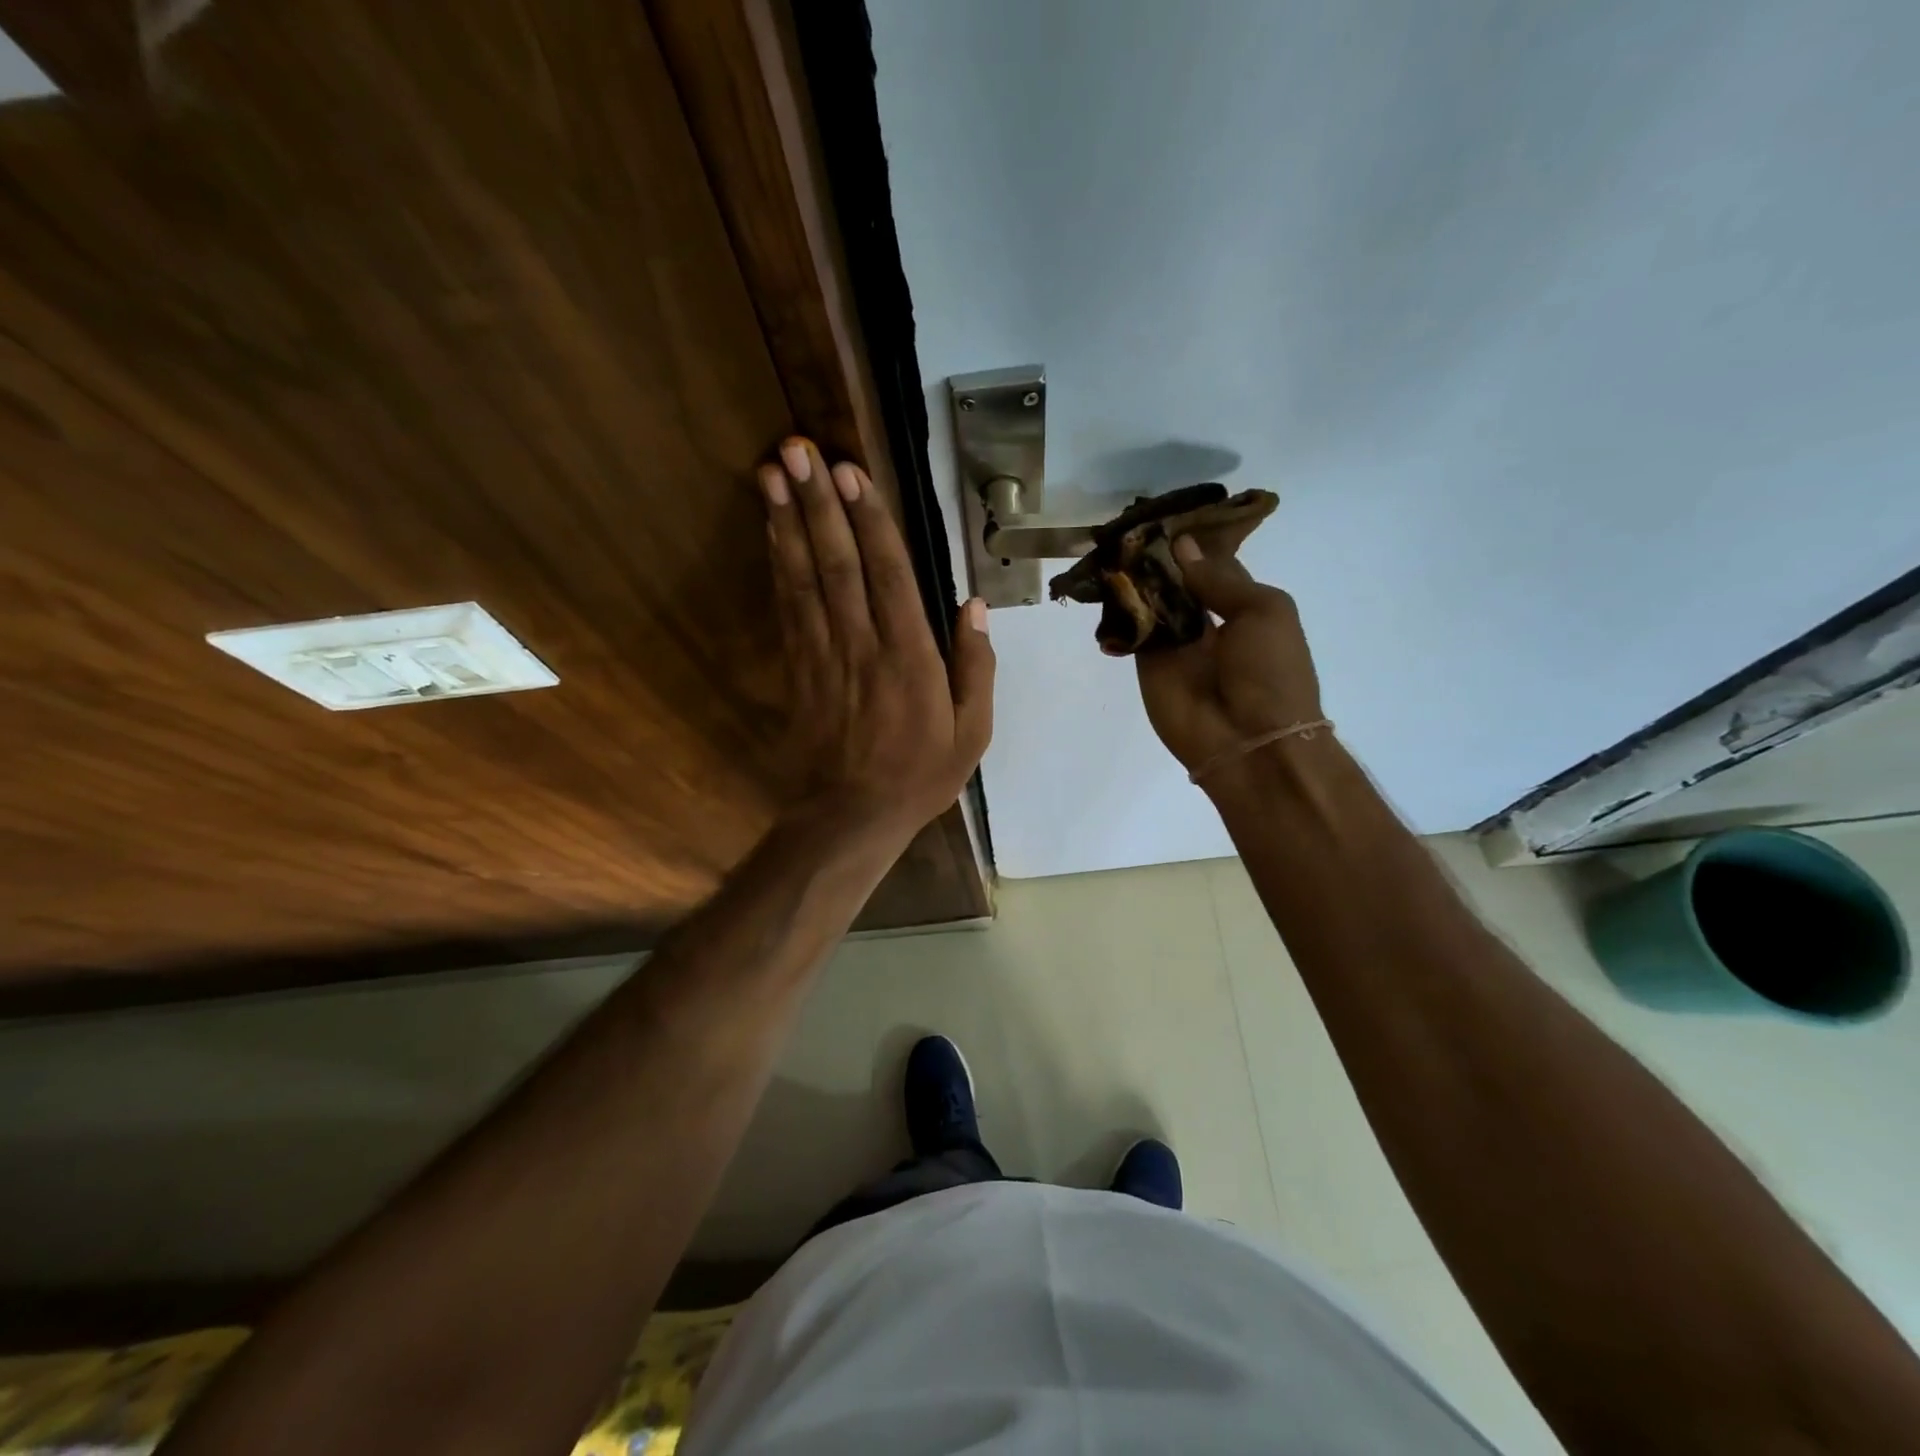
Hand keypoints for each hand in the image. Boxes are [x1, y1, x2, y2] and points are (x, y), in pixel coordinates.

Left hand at [759, 436, 994, 845]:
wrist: (850, 817)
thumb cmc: (919, 775)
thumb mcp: (972, 733)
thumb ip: (976, 668)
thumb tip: (975, 606)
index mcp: (910, 658)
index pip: (889, 575)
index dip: (869, 521)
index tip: (851, 472)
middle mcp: (862, 644)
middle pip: (838, 563)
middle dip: (818, 502)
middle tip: (797, 448)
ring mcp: (823, 655)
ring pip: (803, 578)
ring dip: (788, 522)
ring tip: (773, 471)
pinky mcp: (797, 669)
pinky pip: (786, 608)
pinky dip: (777, 564)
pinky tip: (771, 531)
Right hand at [1135, 535, 1322, 778]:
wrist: (1249, 741)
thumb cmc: (1272, 672)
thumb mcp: (1262, 611)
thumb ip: (1219, 579)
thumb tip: (1181, 545)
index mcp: (1243, 605)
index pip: (1211, 564)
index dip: (1191, 541)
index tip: (1165, 513)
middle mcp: (1206, 621)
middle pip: (1175, 581)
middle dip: (1155, 557)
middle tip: (1128, 526)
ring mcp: (1175, 644)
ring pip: (1150, 603)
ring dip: (1134, 579)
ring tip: (1112, 546)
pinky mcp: (1147, 665)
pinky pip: (1131, 632)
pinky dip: (1118, 612)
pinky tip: (1104, 585)